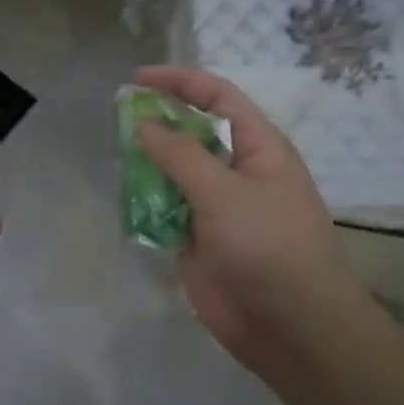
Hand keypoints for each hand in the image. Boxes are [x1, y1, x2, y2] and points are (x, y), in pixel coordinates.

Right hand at [134, 66, 380, 382]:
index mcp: (258, 148)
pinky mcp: (199, 241)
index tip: (138, 80)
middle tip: (118, 119)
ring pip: (175, 174)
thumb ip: (180, 154)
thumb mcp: (223, 191)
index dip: (181, 83)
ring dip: (148, 164)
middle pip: (193, 134)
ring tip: (115, 156)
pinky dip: (146, 203)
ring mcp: (217, 208)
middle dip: (159, 123)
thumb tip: (144, 122)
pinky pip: (167, 211)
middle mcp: (237, 172)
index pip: (219, 99)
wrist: (289, 324)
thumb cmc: (267, 245)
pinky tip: (123, 198)